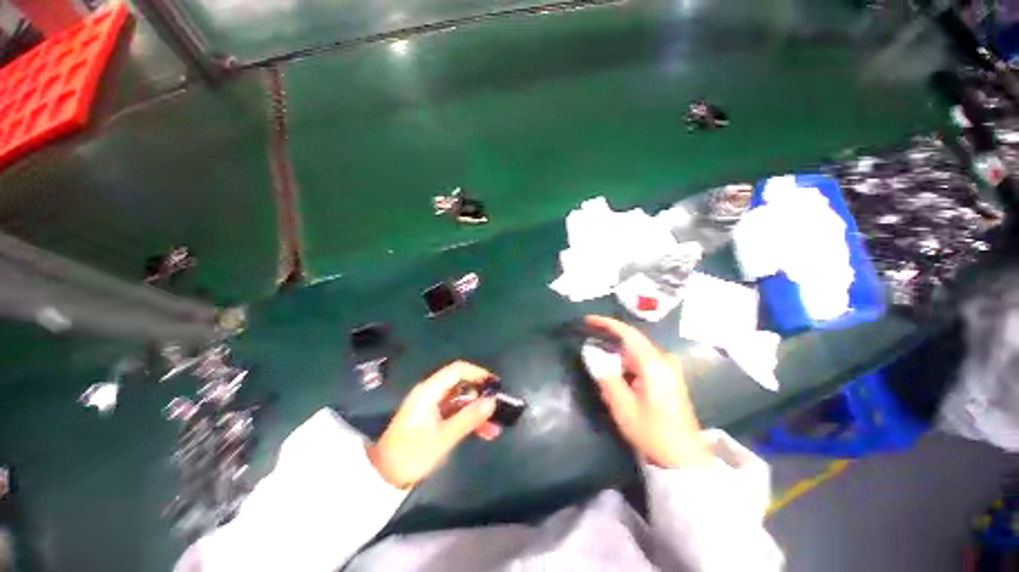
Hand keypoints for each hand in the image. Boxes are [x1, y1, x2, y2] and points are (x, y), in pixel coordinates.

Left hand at [367, 361, 500, 488]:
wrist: (382, 478)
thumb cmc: (411, 455)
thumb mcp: (443, 438)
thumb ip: (469, 418)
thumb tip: (492, 401)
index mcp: (429, 391)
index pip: (457, 370)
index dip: (478, 373)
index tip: (495, 385)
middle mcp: (431, 393)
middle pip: (461, 384)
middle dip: (481, 395)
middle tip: (499, 407)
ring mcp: (431, 406)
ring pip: (461, 400)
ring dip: (477, 411)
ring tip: (495, 426)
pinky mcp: (432, 418)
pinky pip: (455, 412)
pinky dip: (469, 419)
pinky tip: (484, 432)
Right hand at [585, 315, 712, 468]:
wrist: (684, 458)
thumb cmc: (652, 431)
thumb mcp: (622, 405)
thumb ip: (605, 375)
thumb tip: (589, 352)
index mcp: (653, 364)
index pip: (627, 333)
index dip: (606, 323)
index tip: (588, 320)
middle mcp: (663, 360)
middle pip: (631, 341)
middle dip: (609, 341)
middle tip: (589, 345)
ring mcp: (668, 368)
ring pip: (635, 352)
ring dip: (616, 357)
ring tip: (601, 371)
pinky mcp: (668, 377)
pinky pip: (641, 362)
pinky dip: (626, 366)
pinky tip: (617, 383)